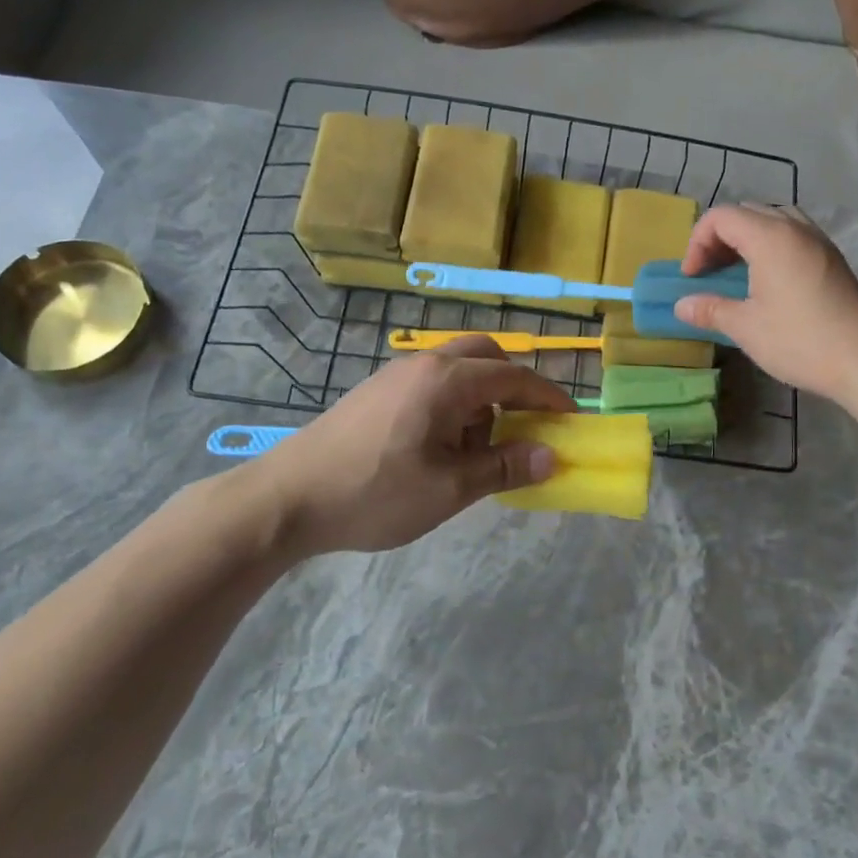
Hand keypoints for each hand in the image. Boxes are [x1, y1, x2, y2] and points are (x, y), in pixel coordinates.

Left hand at [213, 337, 574, 563]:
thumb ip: (504, 467)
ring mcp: (394, 376)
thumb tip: (551, 456)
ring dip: (481, 402)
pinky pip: (431, 386)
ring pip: (457, 372)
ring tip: (473, 453)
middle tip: (523, 429)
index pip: (514, 377)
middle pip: (486, 358)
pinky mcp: (376, 394)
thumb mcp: (449, 489)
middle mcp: (423, 365)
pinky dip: (452, 407)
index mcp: (446, 381)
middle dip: (513, 389)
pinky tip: (437, 451)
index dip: (549, 397)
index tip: (572, 420)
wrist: (286, 499)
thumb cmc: (375, 492)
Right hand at [674, 205, 857, 401]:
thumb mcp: (745, 327)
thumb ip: (710, 309)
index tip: (692, 277)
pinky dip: (770, 247)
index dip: (697, 242)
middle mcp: (795, 228)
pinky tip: (766, 281)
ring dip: (746, 240)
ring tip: (736, 273)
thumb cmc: (799, 339)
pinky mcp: (832, 258)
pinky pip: (792, 236)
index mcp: (770, 236)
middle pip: (747, 213)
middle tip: (708, 273)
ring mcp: (818, 241)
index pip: (722, 217)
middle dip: (719, 238)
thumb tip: (681, 306)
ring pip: (772, 221)